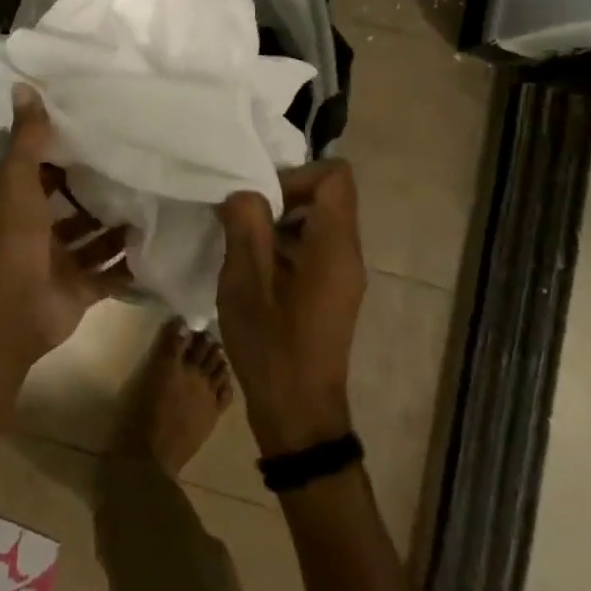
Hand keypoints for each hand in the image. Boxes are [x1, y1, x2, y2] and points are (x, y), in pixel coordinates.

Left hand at [0, 85, 130, 363]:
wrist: (15, 307)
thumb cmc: (17, 237)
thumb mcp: (20, 179)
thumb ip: (28, 138)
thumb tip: (24, 86)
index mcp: (24, 204)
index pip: (46, 173)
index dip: (66, 155)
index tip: (98, 134)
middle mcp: (42, 232)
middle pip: (73, 208)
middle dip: (98, 193)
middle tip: (137, 169)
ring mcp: (62, 264)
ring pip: (94, 241)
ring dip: (117, 228)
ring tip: (153, 204)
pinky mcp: (81, 291)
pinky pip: (109, 276)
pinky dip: (128, 266)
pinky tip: (155, 247)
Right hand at [213, 160, 365, 455]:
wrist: (298, 416)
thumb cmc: (272, 346)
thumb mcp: (245, 282)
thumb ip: (245, 225)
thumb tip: (244, 192)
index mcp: (335, 246)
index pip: (335, 176)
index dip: (296, 175)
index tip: (261, 199)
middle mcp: (348, 254)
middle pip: (326, 195)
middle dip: (281, 195)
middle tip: (243, 218)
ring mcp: (342, 274)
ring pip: (316, 220)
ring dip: (278, 221)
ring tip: (242, 242)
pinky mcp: (331, 291)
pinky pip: (313, 246)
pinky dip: (283, 243)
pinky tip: (253, 268)